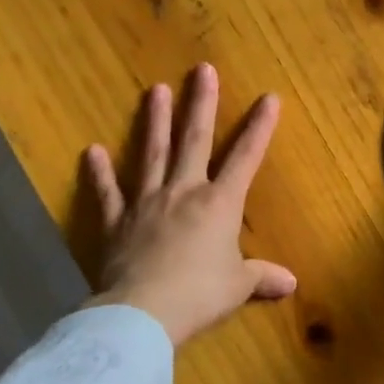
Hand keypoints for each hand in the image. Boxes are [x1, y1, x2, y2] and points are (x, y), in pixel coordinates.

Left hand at [82, 63, 296, 345]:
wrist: (144, 313)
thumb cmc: (200, 294)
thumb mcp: (238, 286)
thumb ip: (262, 277)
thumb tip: (292, 284)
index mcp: (220, 203)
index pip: (246, 158)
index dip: (260, 127)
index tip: (269, 97)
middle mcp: (184, 191)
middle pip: (195, 140)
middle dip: (202, 104)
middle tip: (202, 70)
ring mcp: (146, 203)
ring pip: (152, 153)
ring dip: (155, 121)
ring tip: (155, 89)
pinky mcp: (116, 222)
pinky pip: (108, 193)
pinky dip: (99, 173)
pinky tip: (92, 151)